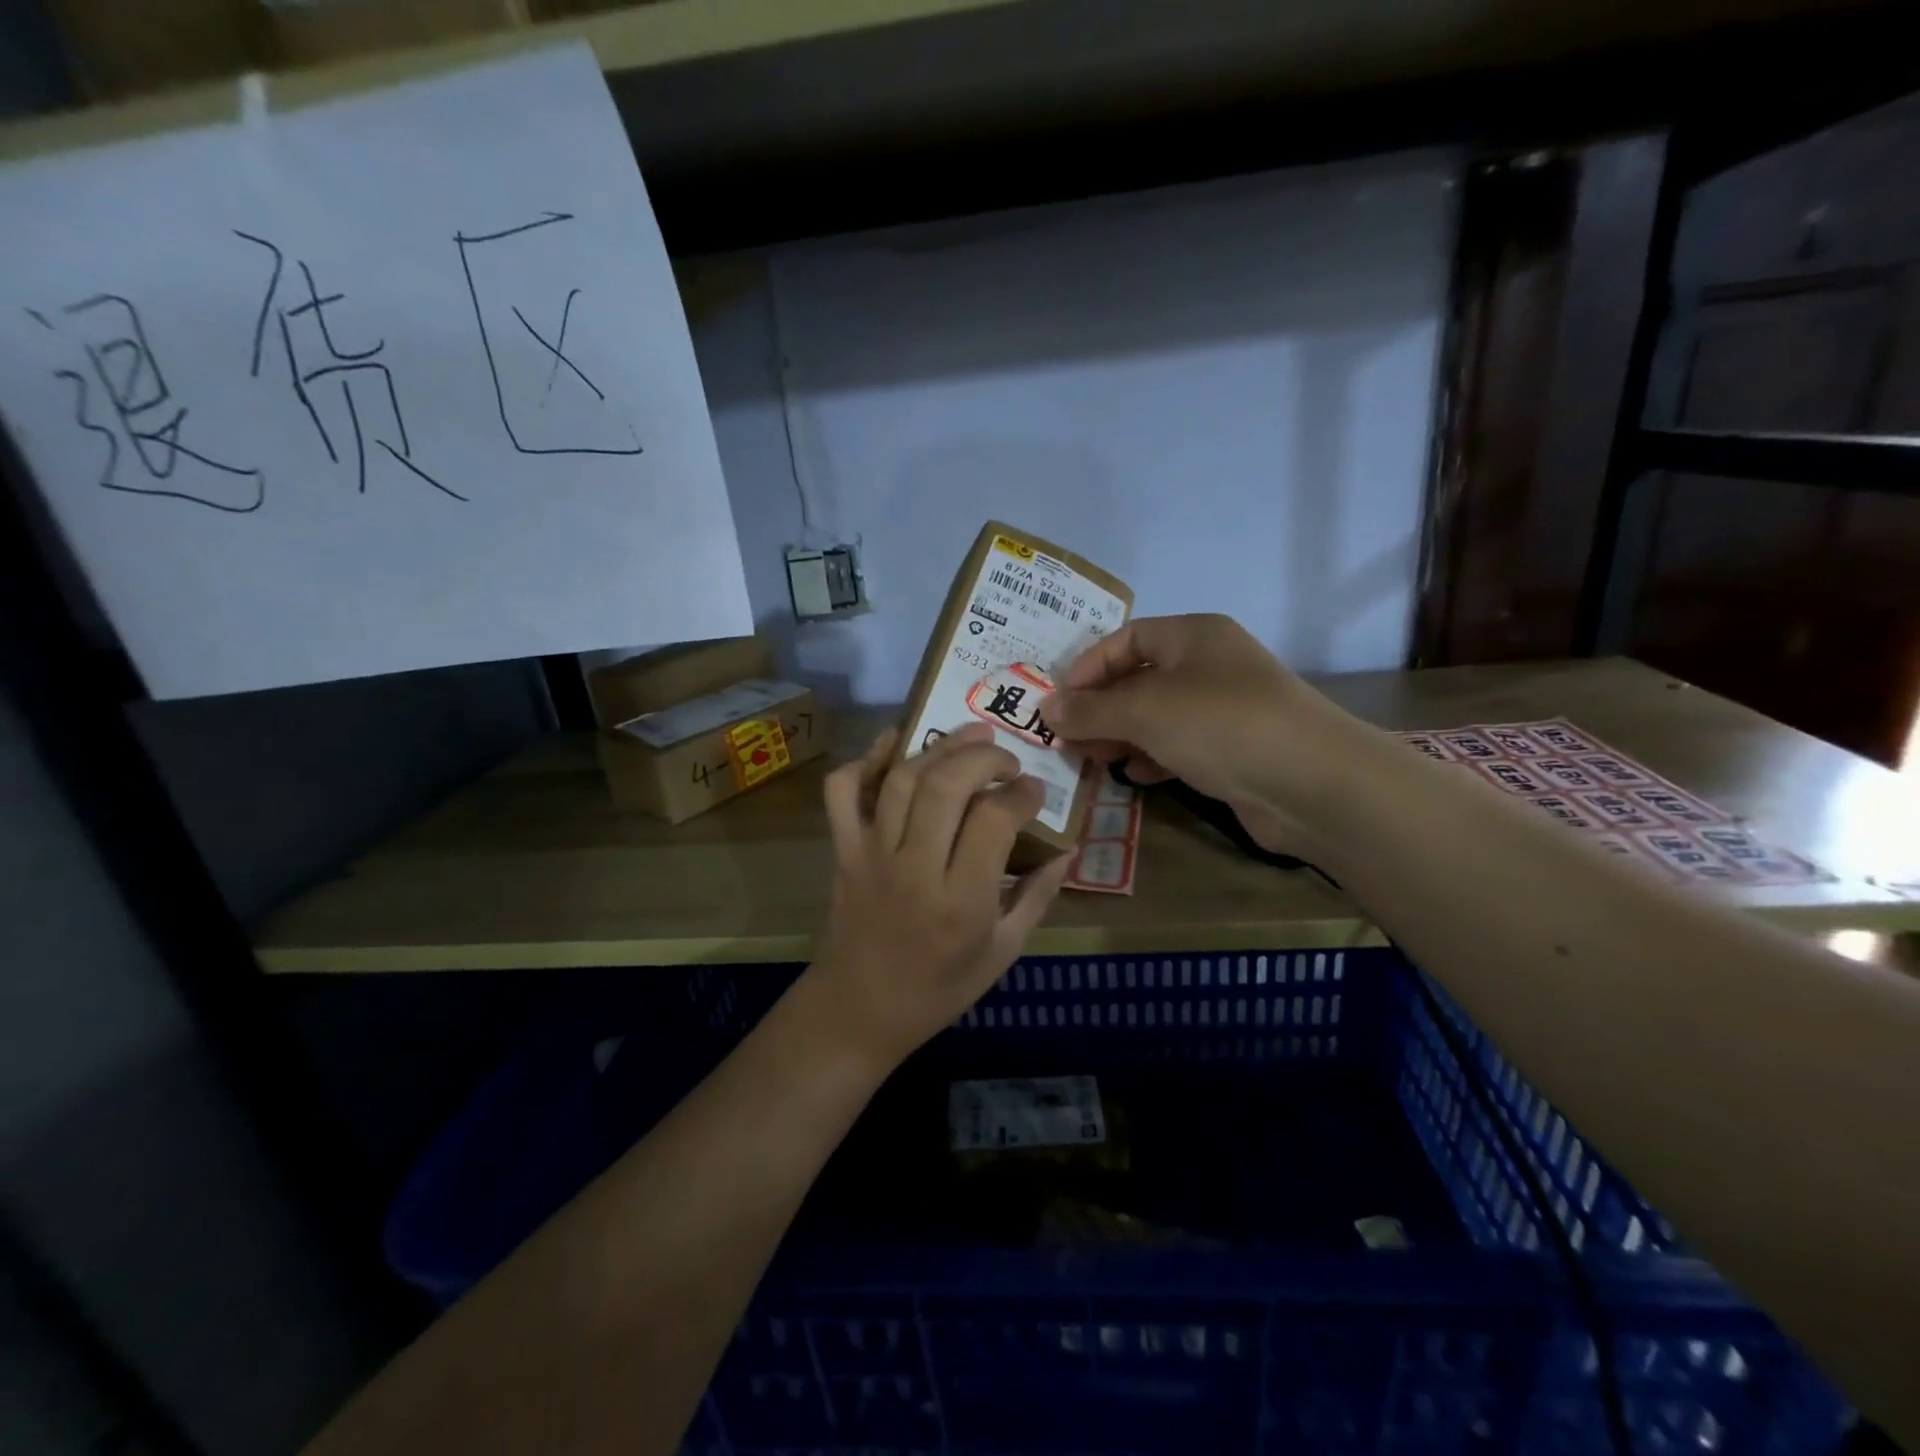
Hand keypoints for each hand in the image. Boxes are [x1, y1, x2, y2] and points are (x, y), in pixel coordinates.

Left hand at [809, 722, 1069, 1070]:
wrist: (858, 1012)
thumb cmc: (938, 989)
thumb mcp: (1002, 952)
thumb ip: (1038, 897)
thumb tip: (1067, 849)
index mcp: (961, 902)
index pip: (994, 819)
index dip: (1022, 793)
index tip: (1035, 789)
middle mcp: (915, 869)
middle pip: (946, 784)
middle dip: (983, 756)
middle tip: (1006, 759)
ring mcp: (872, 855)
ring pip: (902, 780)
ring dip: (939, 747)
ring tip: (970, 736)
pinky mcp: (843, 851)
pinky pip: (842, 792)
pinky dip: (864, 760)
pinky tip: (894, 745)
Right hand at [1039, 614, 1358, 854]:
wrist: (1312, 782)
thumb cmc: (1220, 725)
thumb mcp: (1144, 710)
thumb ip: (1091, 710)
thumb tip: (1047, 708)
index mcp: (1192, 636)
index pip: (1125, 639)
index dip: (1087, 668)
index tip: (1058, 703)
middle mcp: (1209, 665)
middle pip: (1139, 678)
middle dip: (1100, 708)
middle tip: (1069, 740)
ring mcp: (1225, 708)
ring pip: (1158, 715)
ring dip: (1122, 736)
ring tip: (1093, 760)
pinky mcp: (1234, 749)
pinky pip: (1180, 745)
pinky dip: (1153, 756)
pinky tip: (1136, 776)